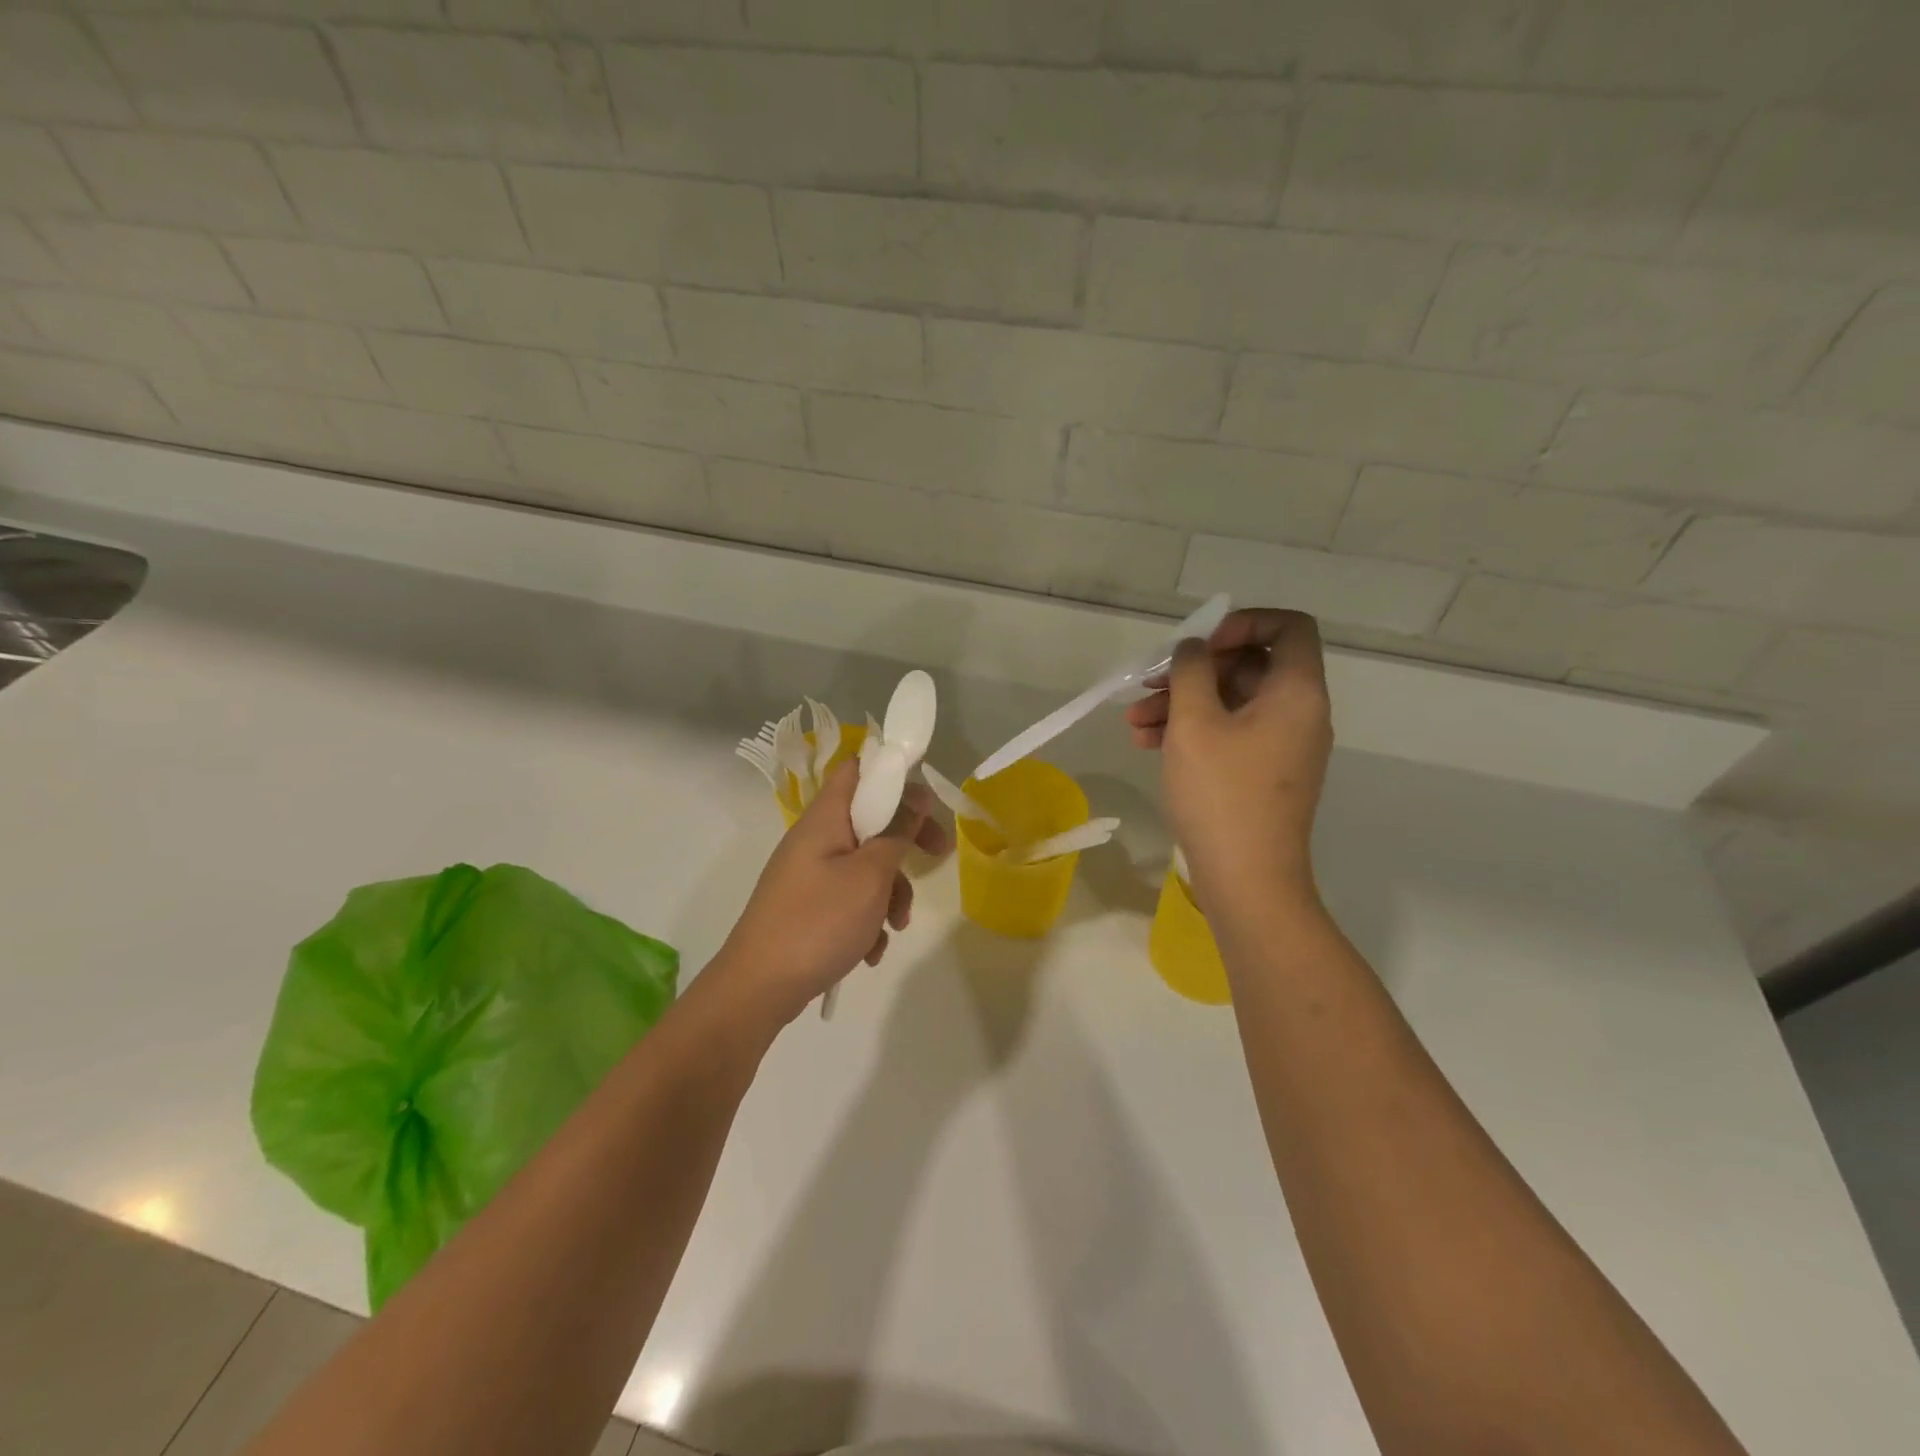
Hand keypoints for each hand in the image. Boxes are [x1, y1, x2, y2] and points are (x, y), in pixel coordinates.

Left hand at [717, 760, 950, 1027]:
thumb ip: (897, 832)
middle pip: (870, 820)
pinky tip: (869, 951)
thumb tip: (917, 795)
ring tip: (895, 927)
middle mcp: (815, 838)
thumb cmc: (819, 922)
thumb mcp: (870, 875)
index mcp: (825, 818)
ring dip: (889, 892)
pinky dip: (866, 918)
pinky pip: (848, 898)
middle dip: (906, 840)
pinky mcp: (807, 906)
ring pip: (864, 865)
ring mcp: (809, 874)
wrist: (758, 989)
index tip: (925, 798)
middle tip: (938, 854)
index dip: (892, 772)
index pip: (857, 769)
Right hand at [1124, 609, 1331, 903]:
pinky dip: (1193, 731)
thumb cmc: (1222, 794)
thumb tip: (1193, 648)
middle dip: (1194, 670)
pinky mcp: (1263, 773)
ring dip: (1182, 703)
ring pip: (1232, 702)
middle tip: (1149, 684)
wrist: (1248, 880)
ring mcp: (1282, 746)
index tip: (1199, 644)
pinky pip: (1230, 734)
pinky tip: (1148, 744)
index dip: (1242, 623)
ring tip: (1134, 722)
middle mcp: (1298, 713)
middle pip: (1250, 665)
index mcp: (1296, 692)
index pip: (1288, 627)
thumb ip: (1191, 671)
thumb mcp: (1195, 723)